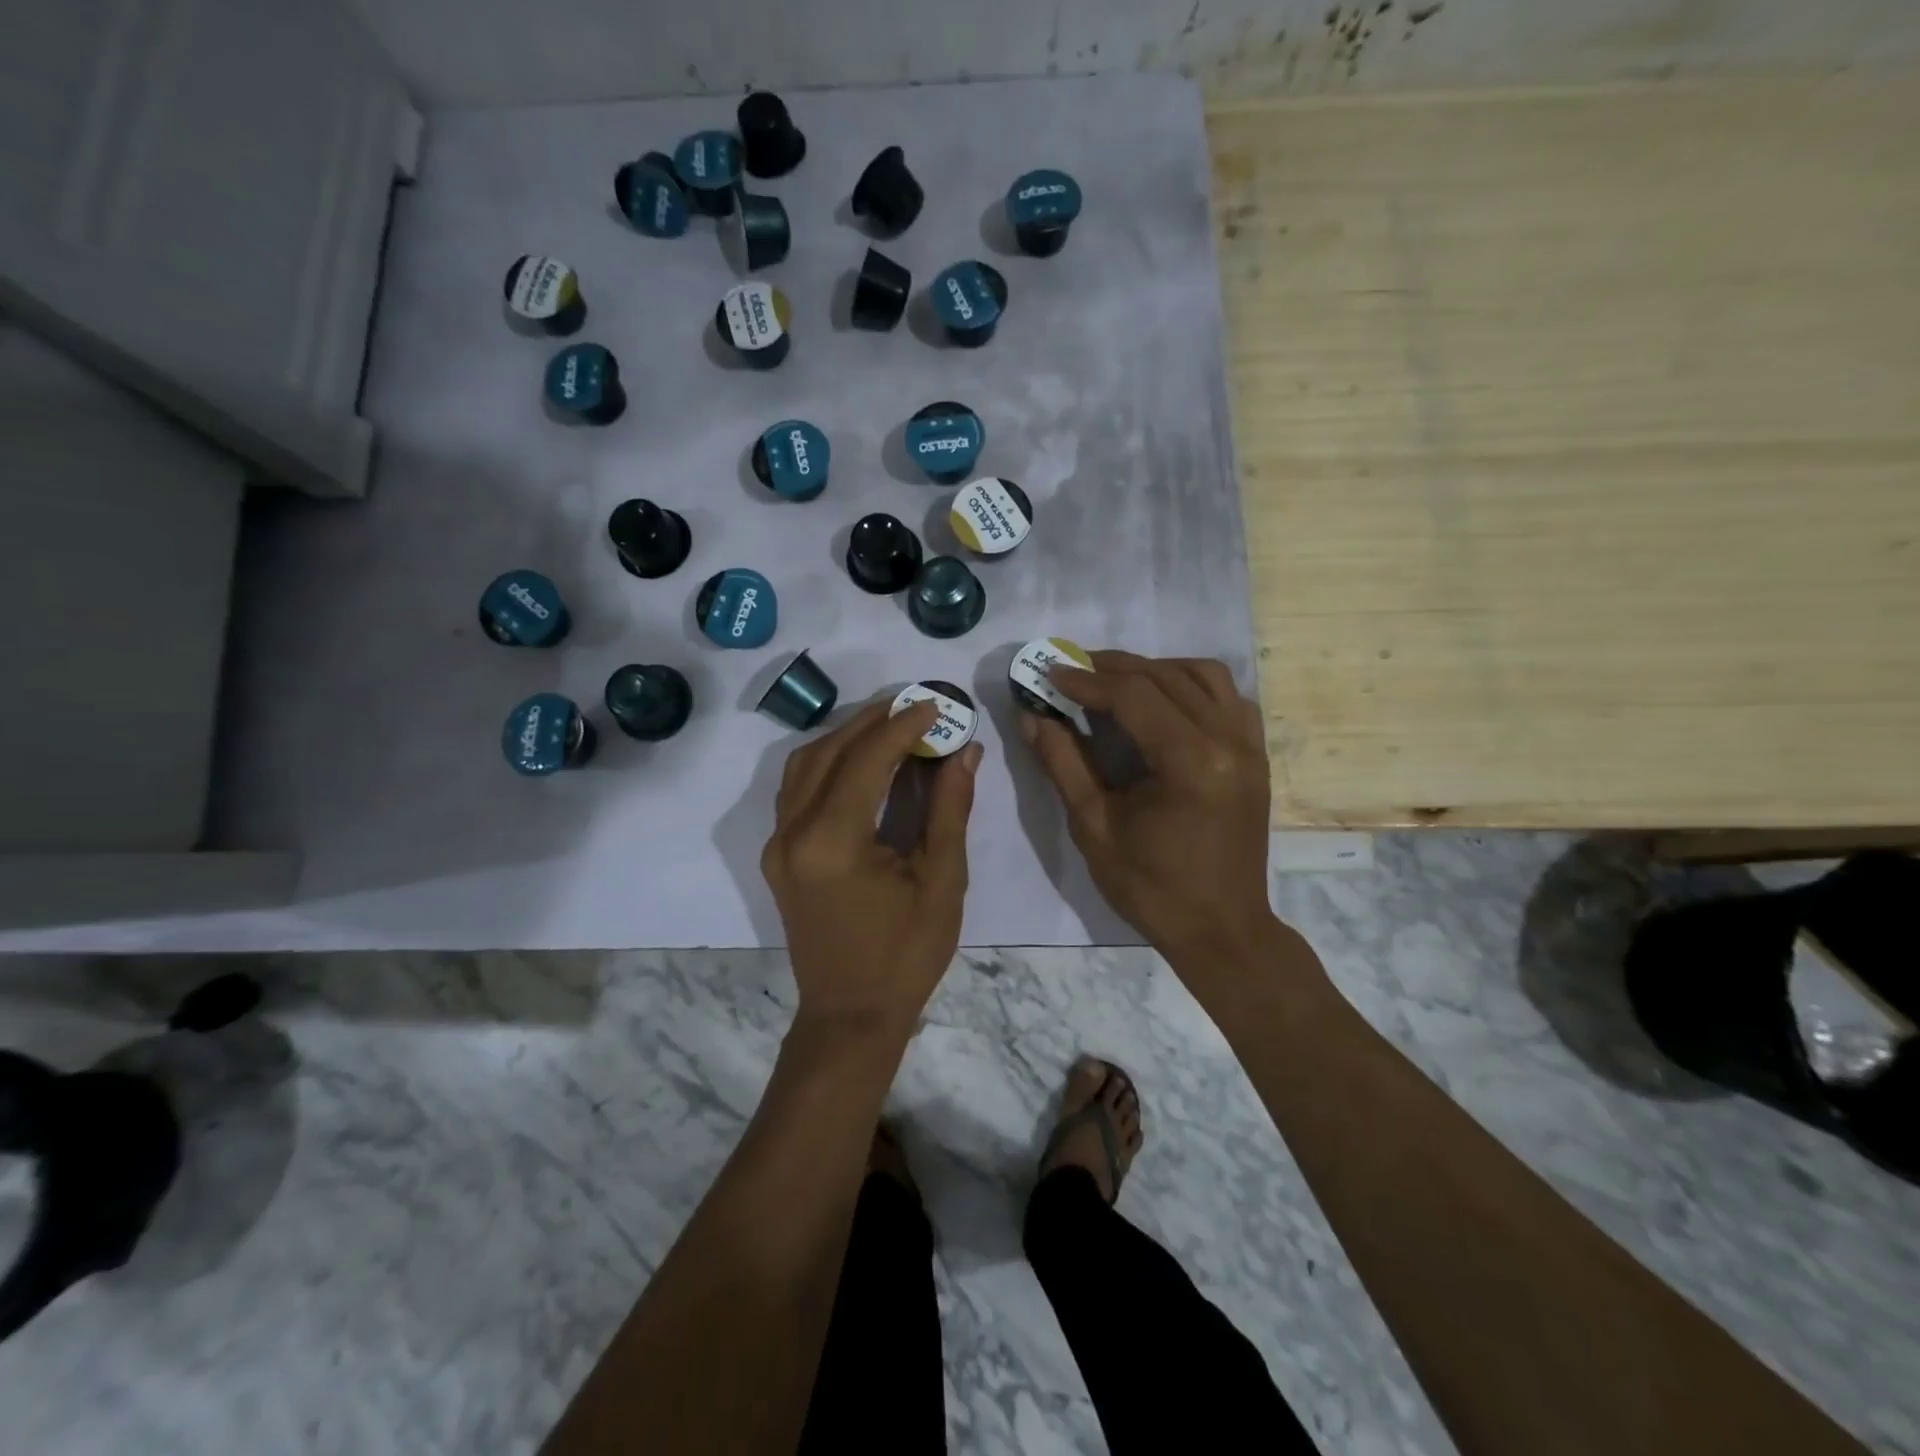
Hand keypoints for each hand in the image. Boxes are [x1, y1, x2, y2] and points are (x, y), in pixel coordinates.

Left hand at [763, 698, 981, 1041]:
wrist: (850, 1015)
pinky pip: (797, 790)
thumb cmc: (906, 955)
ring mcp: (778, 844)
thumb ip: (949, 808)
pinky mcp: (778, 855)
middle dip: (873, 721)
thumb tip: (964, 750)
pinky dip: (827, 763)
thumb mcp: (942, 881)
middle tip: (914, 704)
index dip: (903, 726)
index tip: (935, 705)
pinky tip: (859, 760)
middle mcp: (793, 833)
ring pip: (804, 765)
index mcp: (834, 842)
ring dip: (845, 737)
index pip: (867, 760)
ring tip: (889, 725)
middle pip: (828, 752)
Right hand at [1022, 652, 1273, 962]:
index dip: (1086, 680)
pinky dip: (1192, 685)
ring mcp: (1250, 745)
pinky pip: (1228, 697)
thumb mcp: (1094, 827)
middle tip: (1072, 668)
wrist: (1222, 929)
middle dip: (1113, 667)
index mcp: (1190, 763)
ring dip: (1156, 669)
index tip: (1049, 672)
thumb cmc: (1151, 888)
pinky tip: (1163, 702)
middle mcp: (1228, 741)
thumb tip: (1031, 716)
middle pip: (1166, 677)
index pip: (1133, 696)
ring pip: (1203, 675)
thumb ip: (1063, 764)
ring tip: (1116, 680)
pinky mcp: (1256, 755)